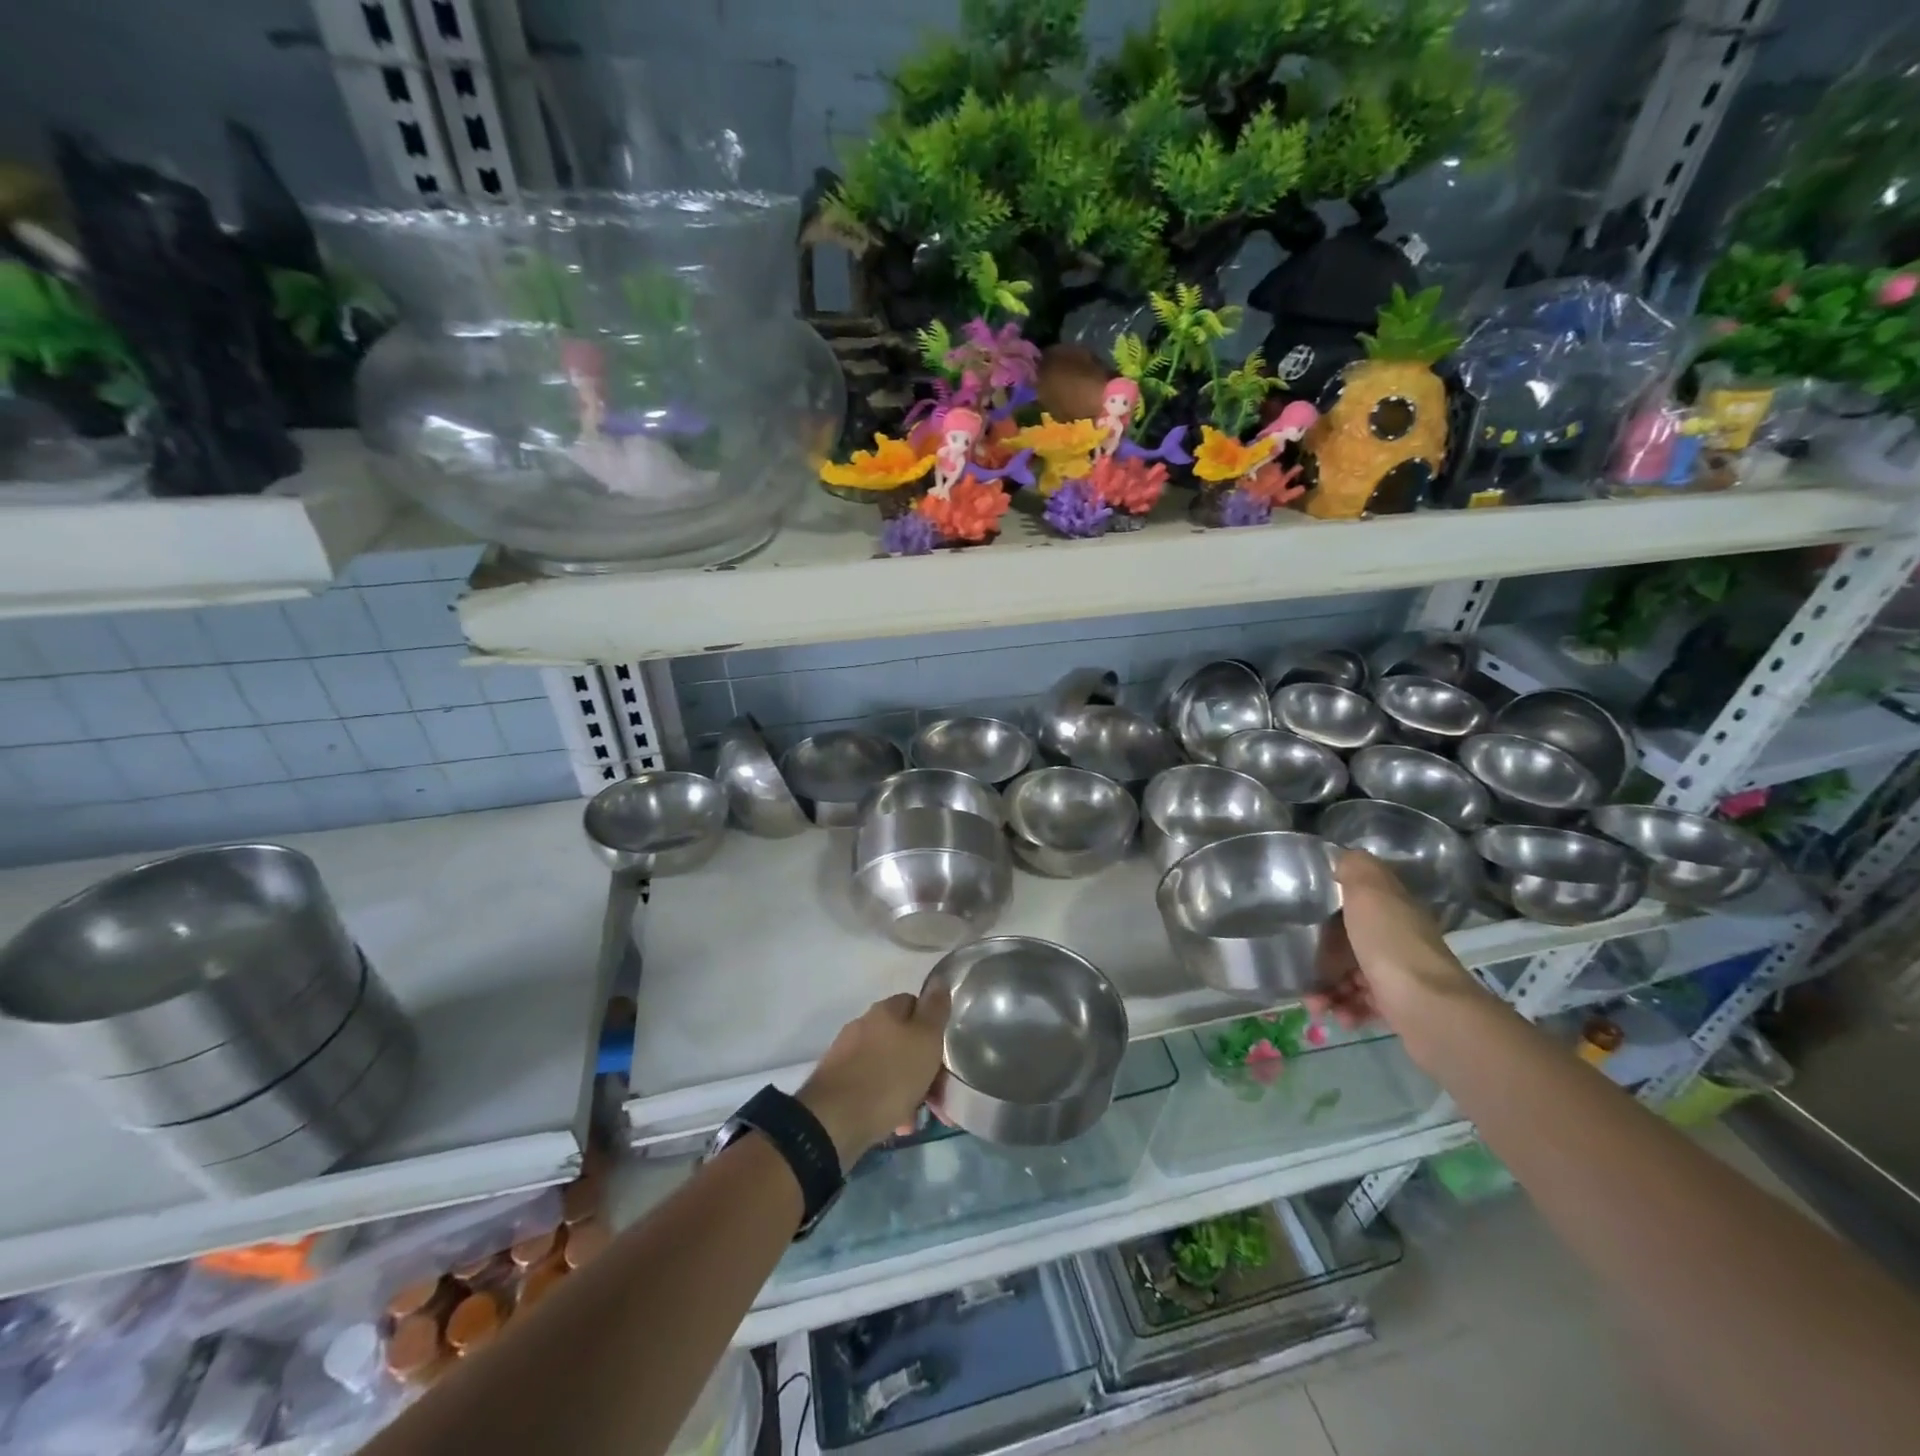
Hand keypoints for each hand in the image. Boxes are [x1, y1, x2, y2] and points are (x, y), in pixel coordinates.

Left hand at [798, 985, 950, 1165]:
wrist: (834, 1121)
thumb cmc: (889, 1076)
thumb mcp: (925, 1040)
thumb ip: (935, 1010)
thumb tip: (939, 980)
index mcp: (885, 1011)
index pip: (915, 1003)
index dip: (933, 1026)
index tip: (944, 1052)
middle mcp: (864, 1025)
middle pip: (902, 1038)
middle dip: (921, 1064)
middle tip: (936, 1092)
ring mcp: (847, 1054)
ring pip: (888, 1065)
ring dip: (906, 1087)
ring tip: (916, 1116)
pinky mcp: (837, 1083)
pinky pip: (871, 1087)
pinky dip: (886, 1101)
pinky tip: (895, 1124)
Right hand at [1310, 850, 1483, 1035]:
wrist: (1429, 1010)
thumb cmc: (1390, 945)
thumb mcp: (1368, 891)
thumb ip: (1354, 868)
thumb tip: (1343, 857)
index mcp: (1392, 909)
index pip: (1357, 901)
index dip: (1328, 908)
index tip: (1302, 917)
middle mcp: (1397, 939)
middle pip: (1349, 942)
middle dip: (1321, 957)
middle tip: (1300, 970)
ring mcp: (1399, 975)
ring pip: (1351, 976)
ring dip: (1327, 989)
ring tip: (1315, 1004)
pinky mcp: (1398, 1008)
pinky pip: (1362, 1005)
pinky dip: (1345, 1010)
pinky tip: (1338, 1016)